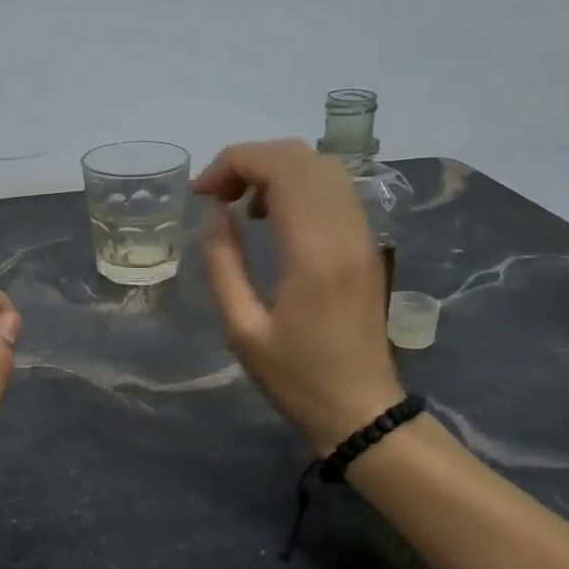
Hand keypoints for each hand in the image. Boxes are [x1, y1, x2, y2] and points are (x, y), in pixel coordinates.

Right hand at [193, 139, 403, 451]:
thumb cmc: (297, 379)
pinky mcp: (368, 244)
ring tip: (242, 204)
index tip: (200, 193)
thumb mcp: (242, 330)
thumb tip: (215, 213)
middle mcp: (345, 231)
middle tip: (215, 196)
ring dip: (276, 169)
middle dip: (250, 160)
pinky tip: (274, 217)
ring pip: (323, 166)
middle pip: (302, 156)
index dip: (232, 163)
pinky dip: (299, 184)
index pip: (279, 168)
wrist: (363, 411)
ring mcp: (363, 235)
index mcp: (314, 252)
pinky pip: (336, 189)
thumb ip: (223, 264)